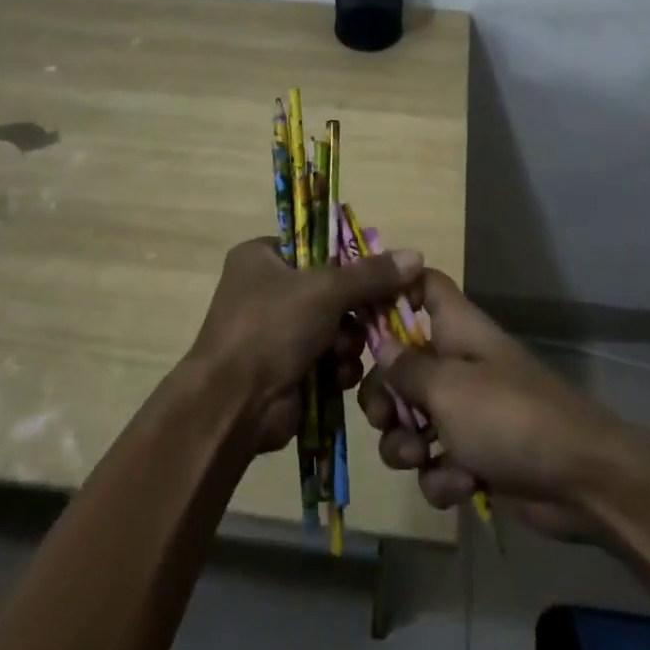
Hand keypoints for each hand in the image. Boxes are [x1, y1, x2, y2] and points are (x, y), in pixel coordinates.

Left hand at [188, 238, 424, 454]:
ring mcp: (275, 331)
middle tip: (377, 316)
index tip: (380, 273)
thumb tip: (416, 255)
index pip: (316, 244)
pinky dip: (337, 365)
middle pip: (331, 288)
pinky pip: (327, 357)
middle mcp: (266, 289)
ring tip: (344, 351)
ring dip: (348, 340)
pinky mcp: (287, 367)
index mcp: (262, 257)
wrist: (233, 404)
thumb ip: (372, 274)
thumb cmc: (271, 328)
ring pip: (335, 325)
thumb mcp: (325, 290)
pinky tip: (338, 376)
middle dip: (354, 309)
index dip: (350, 258)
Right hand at [358, 270, 649, 538]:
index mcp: (456, 329)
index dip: (392, 288)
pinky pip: (438, 461)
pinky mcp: (478, 455)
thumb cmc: (507, 416)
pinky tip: (460, 486)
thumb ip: (405, 367)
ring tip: (419, 458)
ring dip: (406, 445)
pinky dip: (442, 477)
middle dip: (384, 396)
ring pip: (414, 419)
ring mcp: (470, 411)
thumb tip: (381, 345)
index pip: (423, 284)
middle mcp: (459, 363)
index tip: (358, 314)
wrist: (581, 481)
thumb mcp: (445, 387)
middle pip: (402, 363)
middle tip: (383, 416)